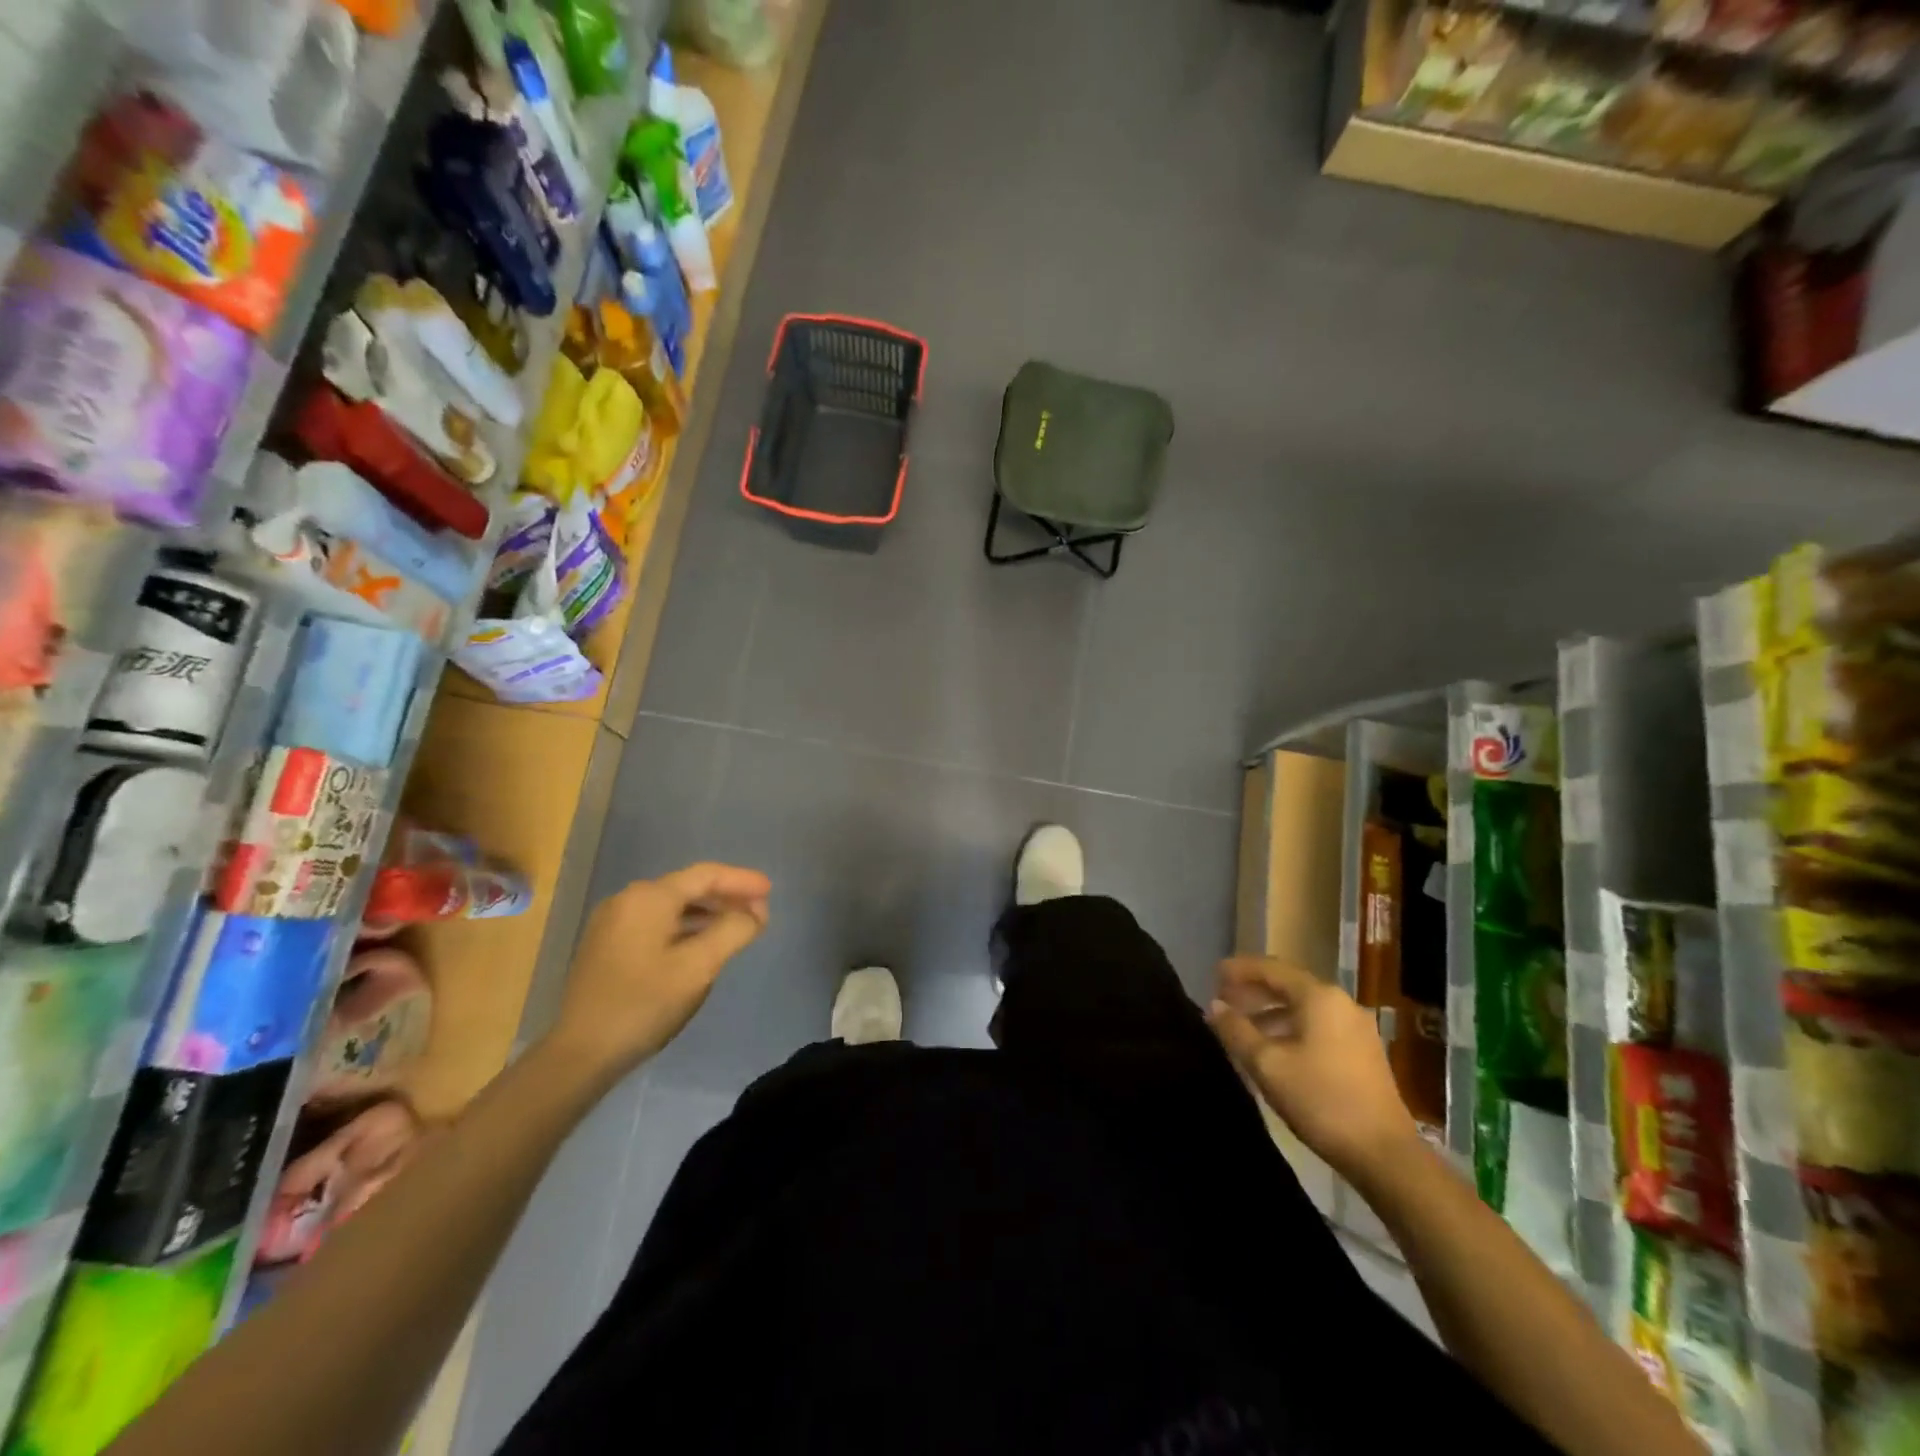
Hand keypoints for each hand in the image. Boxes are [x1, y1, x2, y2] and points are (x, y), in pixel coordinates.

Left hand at [549, 863, 770, 1083]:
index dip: (741, 880)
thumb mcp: (698, 967)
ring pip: (672, 906)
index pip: (706, 875)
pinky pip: (656, 923)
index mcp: (648, 898)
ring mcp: (612, 922)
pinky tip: (701, 943)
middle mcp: (627, 900)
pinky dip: (685, 926)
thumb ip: (733, 931)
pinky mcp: (606, 945)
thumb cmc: (644, 1004)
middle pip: (688, 887)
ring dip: (707, 912)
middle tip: (759, 911)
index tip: (770, 891)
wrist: (580, 1054)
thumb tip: (755, 913)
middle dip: (726, 896)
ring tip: (737, 926)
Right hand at [1206, 956, 1419, 1181]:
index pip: (1271, 968)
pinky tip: (1273, 1049)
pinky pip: (1317, 1025)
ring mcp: (1356, 1028)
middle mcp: (1341, 1003)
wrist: (1384, 1154)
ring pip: (1303, 1007)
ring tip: (1242, 1027)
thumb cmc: (1321, 1100)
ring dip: (1270, 1011)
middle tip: (1223, 1000)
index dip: (1240, 970)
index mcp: (1319, 997)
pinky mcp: (1362, 1052)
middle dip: (1253, 990)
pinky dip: (1290, 1027)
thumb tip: (1215, 1006)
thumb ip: (1236, 1030)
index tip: (1213, 975)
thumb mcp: (1267, 1064)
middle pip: (1288, 985)